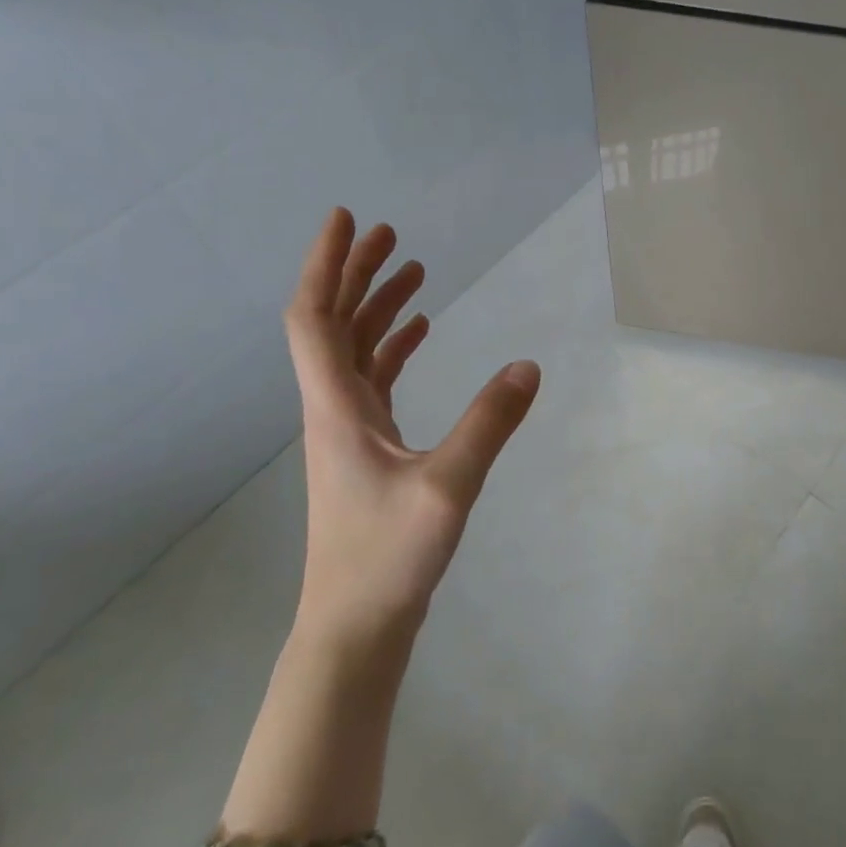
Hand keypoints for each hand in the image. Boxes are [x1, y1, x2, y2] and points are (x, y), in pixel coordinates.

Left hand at [284, 209, 539, 648]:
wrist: (355, 626)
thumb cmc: (387, 557)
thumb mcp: (449, 487)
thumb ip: (490, 423)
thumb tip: (529, 365)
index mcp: (336, 408)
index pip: (316, 318)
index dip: (328, 265)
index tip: (346, 220)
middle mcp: (334, 410)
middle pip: (334, 325)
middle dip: (358, 274)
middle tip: (391, 234)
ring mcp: (349, 432)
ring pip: (355, 352)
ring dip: (378, 308)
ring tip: (414, 273)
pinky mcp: (368, 451)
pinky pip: (375, 381)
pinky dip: (392, 348)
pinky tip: (419, 334)